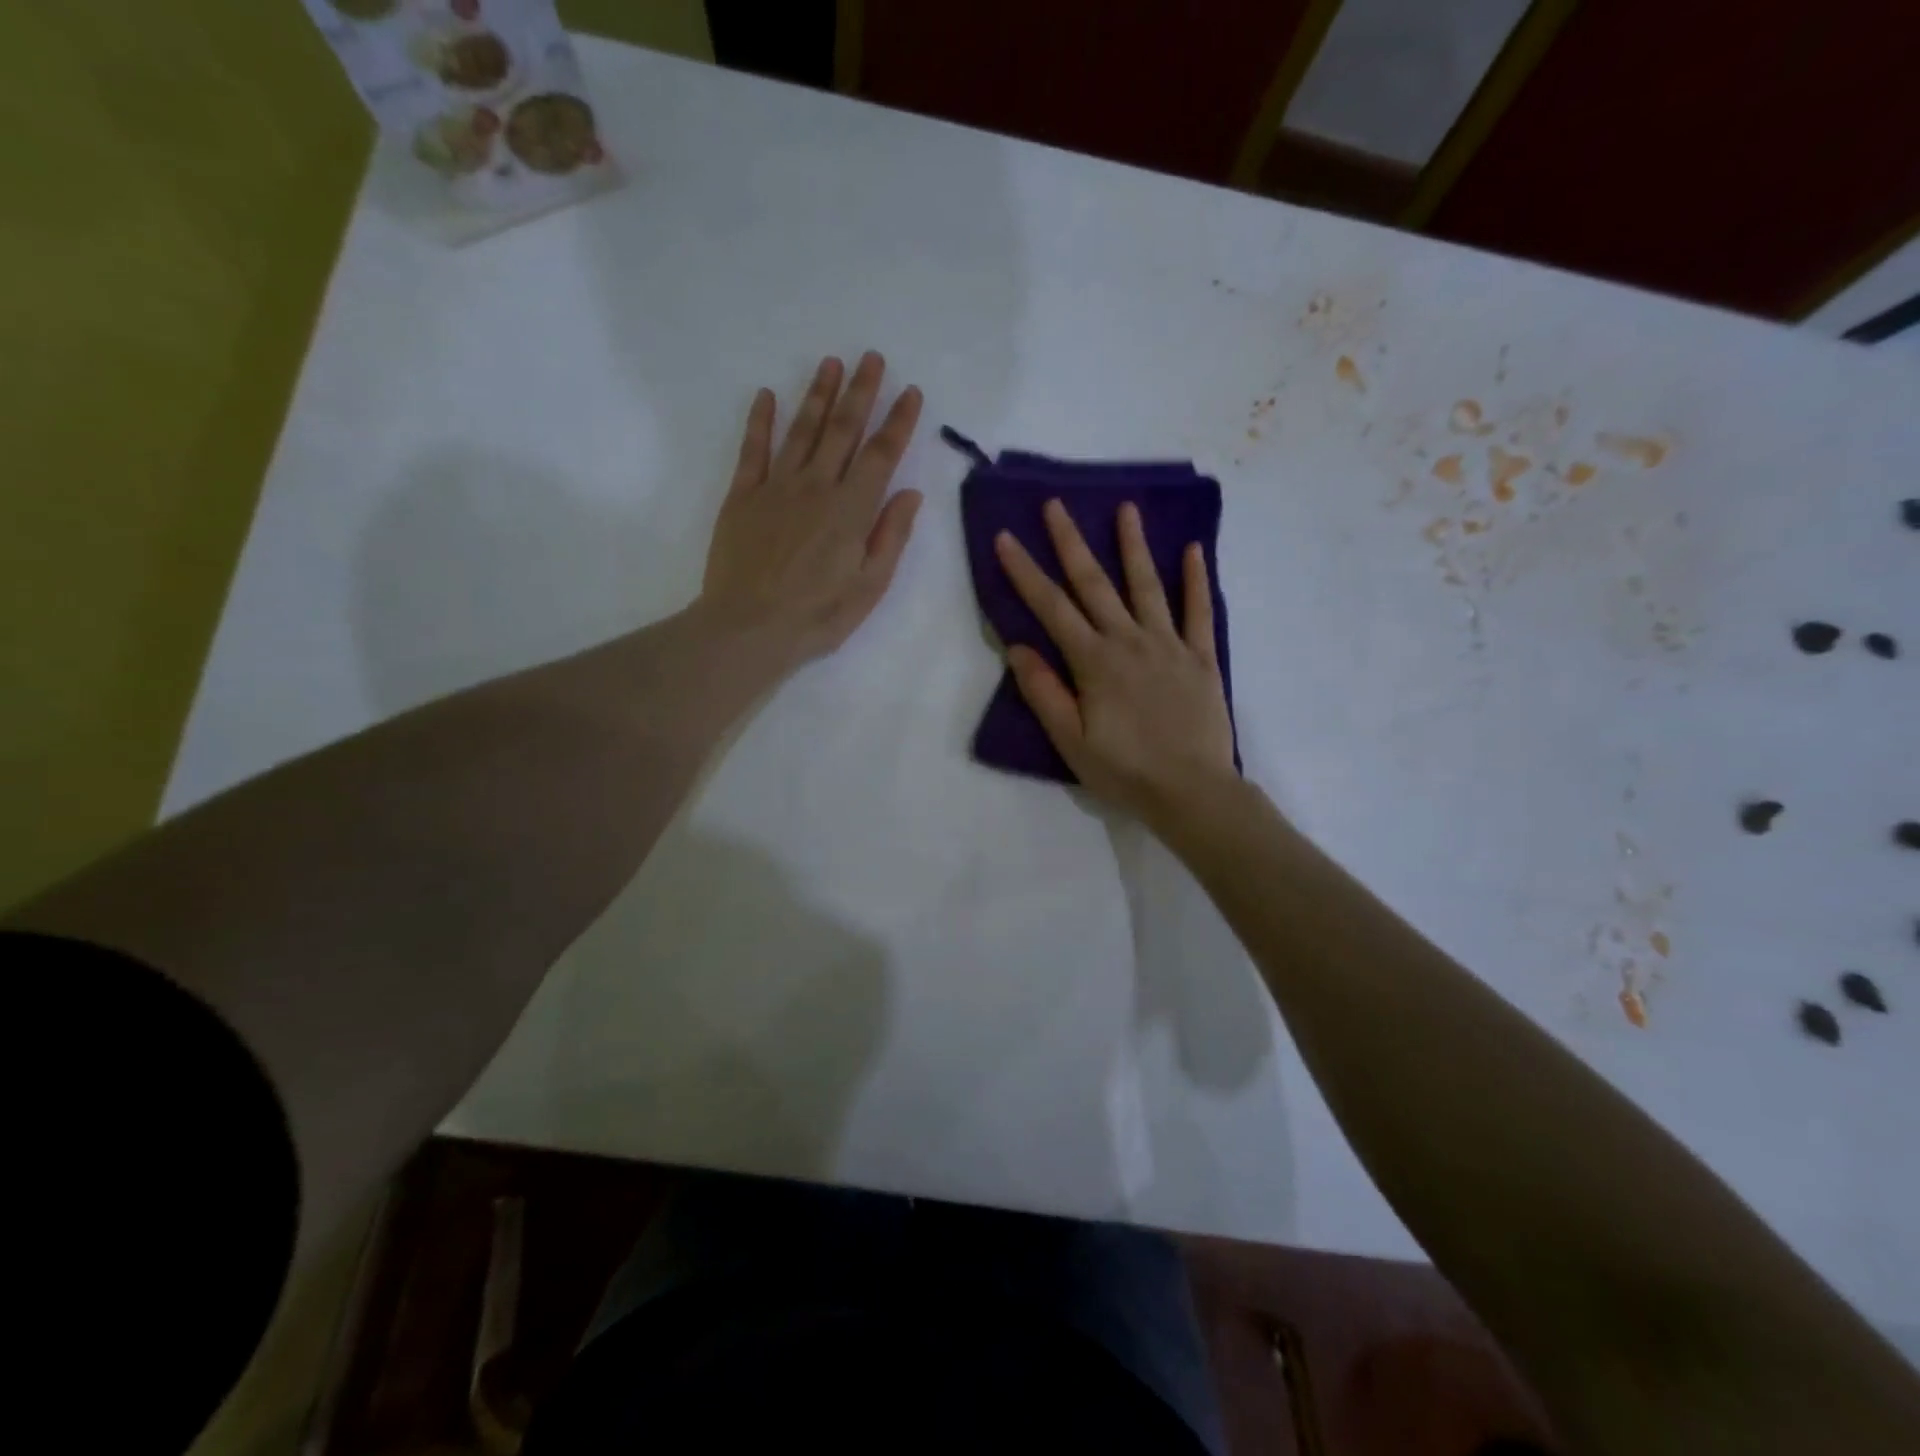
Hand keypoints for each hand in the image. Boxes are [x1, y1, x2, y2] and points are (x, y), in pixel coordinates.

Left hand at [699, 352, 923, 666]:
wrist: (748, 628)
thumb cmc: (817, 616)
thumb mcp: (870, 587)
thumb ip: (891, 536)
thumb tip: (910, 493)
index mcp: (852, 510)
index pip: (881, 455)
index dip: (898, 421)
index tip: (910, 392)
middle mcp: (816, 487)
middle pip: (842, 430)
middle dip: (860, 391)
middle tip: (871, 357)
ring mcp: (776, 487)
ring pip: (801, 430)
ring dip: (817, 394)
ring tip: (830, 363)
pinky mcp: (742, 496)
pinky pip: (752, 449)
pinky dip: (759, 421)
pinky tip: (766, 395)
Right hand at [995, 500, 1236, 829]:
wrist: (1192, 792)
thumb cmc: (1125, 771)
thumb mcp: (1071, 742)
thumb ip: (1045, 692)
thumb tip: (1017, 647)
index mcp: (1094, 662)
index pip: (1052, 609)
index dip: (1026, 572)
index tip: (1006, 538)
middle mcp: (1129, 641)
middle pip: (1095, 584)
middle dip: (1071, 543)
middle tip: (1056, 505)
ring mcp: (1169, 645)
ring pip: (1147, 586)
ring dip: (1134, 546)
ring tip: (1126, 508)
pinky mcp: (1202, 657)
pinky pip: (1200, 612)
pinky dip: (1197, 580)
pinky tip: (1194, 550)